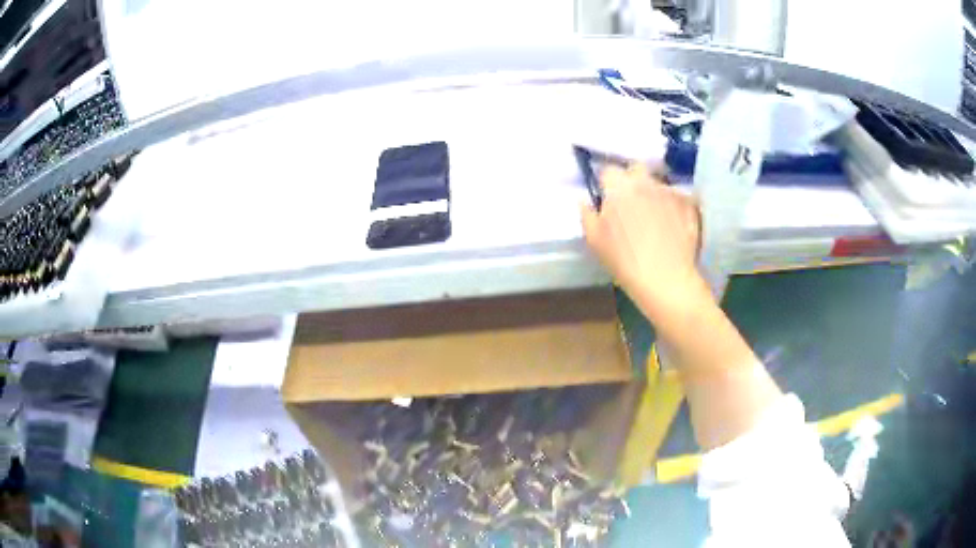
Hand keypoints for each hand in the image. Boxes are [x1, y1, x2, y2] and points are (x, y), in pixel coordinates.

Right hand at [580, 164, 705, 319]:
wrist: (666, 280)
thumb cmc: (624, 261)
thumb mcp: (594, 241)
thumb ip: (587, 215)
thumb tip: (585, 201)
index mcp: (619, 187)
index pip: (608, 171)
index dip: (606, 183)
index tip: (607, 198)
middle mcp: (645, 182)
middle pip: (636, 169)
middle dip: (632, 180)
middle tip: (631, 203)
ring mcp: (670, 192)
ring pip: (658, 184)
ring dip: (654, 194)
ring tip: (655, 218)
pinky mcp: (689, 205)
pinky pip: (678, 198)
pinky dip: (674, 206)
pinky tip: (674, 225)